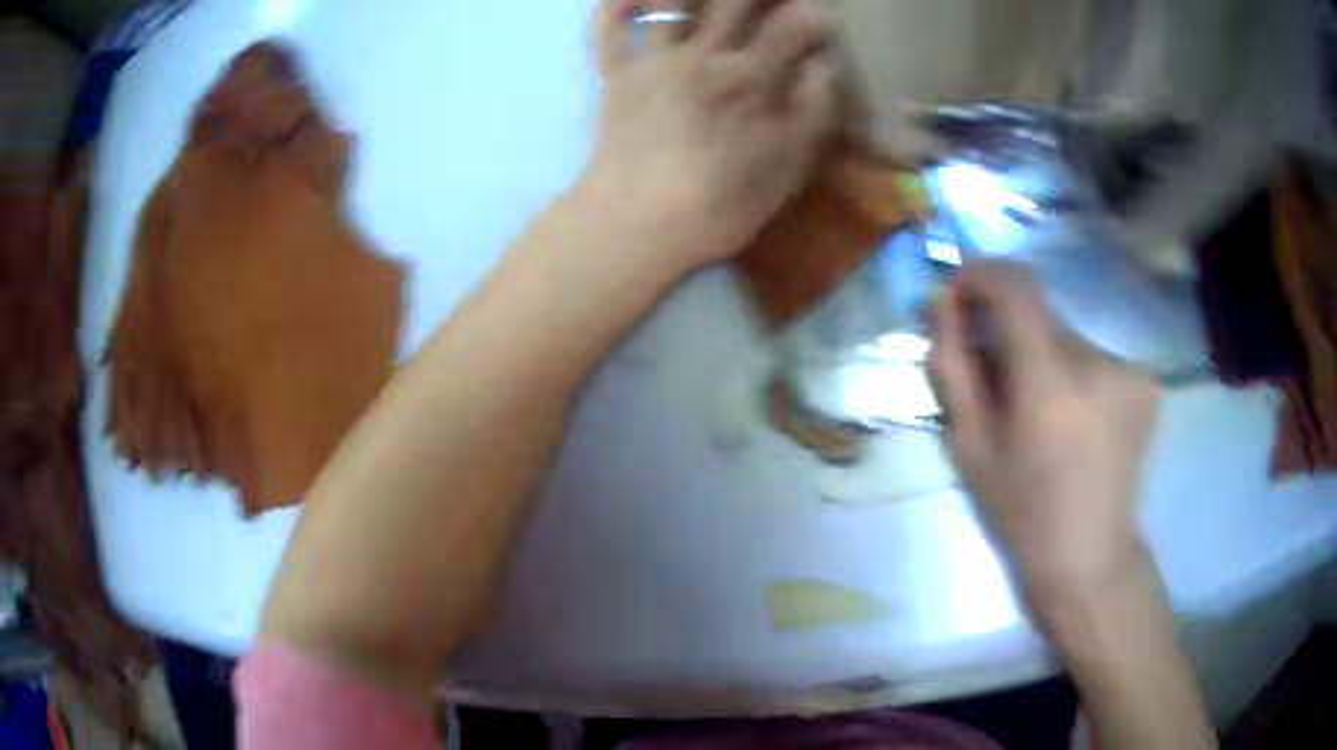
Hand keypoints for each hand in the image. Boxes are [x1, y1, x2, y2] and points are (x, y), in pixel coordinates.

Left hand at [580, 0, 839, 271]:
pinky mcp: (616, 74)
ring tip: (713, 1)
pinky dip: (618, 5)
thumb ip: (814, 112)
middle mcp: (705, 54)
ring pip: (674, 1)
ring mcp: (655, 59)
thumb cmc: (718, 206)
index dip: (813, 15)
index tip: (823, 20)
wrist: (635, 225)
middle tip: (770, 5)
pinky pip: (609, 26)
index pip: (793, 24)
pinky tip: (639, 0)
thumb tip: (826, 67)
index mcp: (753, 78)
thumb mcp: (788, 169)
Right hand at [928, 261, 1160, 598]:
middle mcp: (1099, 364)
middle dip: (1013, 333)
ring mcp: (1131, 371)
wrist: (1090, 555)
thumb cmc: (1023, 512)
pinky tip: (1077, 419)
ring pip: (1070, 339)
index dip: (983, 275)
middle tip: (1001, 382)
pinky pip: (1097, 358)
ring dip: (1047, 358)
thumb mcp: (970, 447)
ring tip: (1044, 413)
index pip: (1016, 287)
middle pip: (1043, 316)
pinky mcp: (1148, 382)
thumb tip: (942, 300)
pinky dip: (1077, 374)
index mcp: (1050, 385)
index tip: (962, 293)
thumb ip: (953, 367)